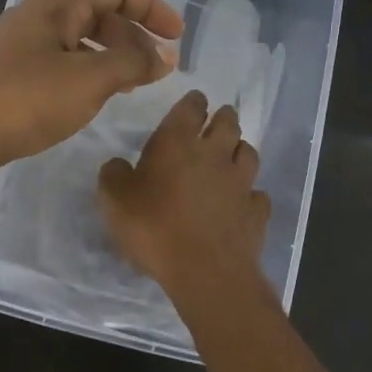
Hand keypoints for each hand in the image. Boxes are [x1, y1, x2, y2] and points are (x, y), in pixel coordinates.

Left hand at [0, 0, 183, 175]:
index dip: (152, 9)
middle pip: (99, 13)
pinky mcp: (15, 74)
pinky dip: (90, 73)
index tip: (178, 37)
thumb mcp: (90, 79)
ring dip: (113, 56)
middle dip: (134, 36)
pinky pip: (64, 63)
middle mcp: (40, 15)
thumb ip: (132, 63)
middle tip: (158, 67)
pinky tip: (97, 97)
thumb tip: (164, 56)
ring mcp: (24, 45)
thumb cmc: (26, 99)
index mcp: (57, 3)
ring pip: (81, 41)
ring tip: (135, 84)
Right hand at [97, 90, 272, 292]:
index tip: (195, 100)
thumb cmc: (154, 228)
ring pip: (248, 152)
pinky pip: (257, 194)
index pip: (190, 108)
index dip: (193, 102)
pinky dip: (251, 193)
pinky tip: (244, 200)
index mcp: (178, 143)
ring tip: (233, 153)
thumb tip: (117, 164)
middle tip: (218, 118)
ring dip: (240, 149)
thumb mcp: (115, 201)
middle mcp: (214, 154)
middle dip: (223, 117)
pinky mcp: (256, 211)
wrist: (205, 271)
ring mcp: (241, 182)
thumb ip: (113, 175)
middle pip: (227, 123)